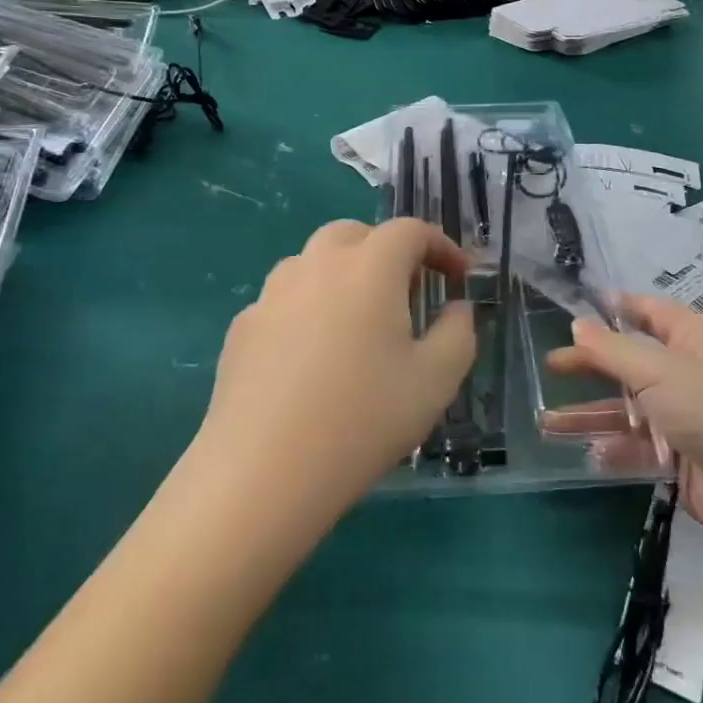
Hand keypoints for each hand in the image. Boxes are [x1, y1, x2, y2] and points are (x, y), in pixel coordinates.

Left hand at [196, 219, 474, 535]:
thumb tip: (456, 308)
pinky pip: (285, 300)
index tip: (458, 276)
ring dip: (344, 275)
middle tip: (407, 293)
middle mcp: (316, 265)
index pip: (410, 231)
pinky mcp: (243, 327)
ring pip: (314, 262)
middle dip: (387, 252)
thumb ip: (459, 332)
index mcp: (368, 268)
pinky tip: (312, 357)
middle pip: (355, 234)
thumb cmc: (363, 420)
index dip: (441, 246)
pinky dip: (309, 308)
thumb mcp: (436, 381)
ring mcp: (272, 294)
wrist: (264, 471)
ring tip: (359, 323)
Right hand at [544, 295, 702, 541]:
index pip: (650, 312)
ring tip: (548, 421)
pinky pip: (637, 447)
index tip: (578, 308)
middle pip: (629, 362)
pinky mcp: (679, 457)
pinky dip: (614, 449)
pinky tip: (590, 452)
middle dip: (591, 364)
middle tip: (551, 365)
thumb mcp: (657, 370)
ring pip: (627, 409)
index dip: (617, 307)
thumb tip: (576, 325)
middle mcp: (685, 373)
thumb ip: (611, 349)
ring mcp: (682, 417)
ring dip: (591, 414)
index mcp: (690, 339)